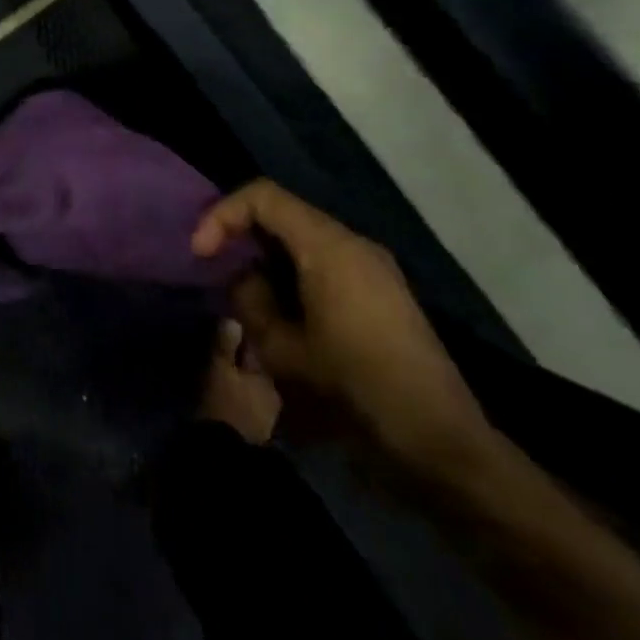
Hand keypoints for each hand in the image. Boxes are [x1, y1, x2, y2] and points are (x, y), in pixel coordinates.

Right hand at [193, 180, 496, 480]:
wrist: (438, 442)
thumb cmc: (355, 388)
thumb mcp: (282, 349)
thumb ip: (250, 301)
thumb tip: (242, 279)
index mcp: (330, 247)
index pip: (263, 196)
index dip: (222, 215)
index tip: (201, 254)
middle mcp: (353, 244)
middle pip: (283, 213)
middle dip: (240, 235)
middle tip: (213, 269)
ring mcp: (372, 267)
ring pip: (301, 238)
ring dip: (264, 256)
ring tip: (242, 294)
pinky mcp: (380, 291)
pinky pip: (322, 261)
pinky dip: (289, 271)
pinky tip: (278, 310)